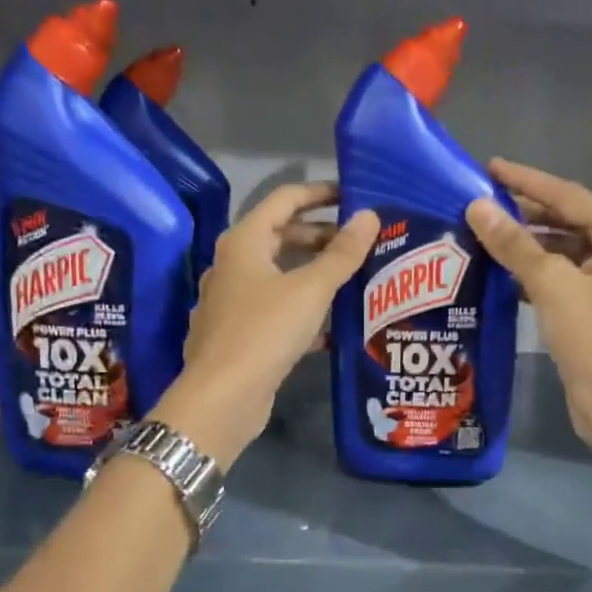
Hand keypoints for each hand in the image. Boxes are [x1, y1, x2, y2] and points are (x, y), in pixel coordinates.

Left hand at [153, 183, 378, 466]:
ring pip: (280, 274)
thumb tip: (369, 216)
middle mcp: (233, 264)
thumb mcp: (311, 289)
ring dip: (315, 273)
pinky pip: (276, 307)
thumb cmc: (265, 331)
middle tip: (362, 242)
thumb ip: (342, 253)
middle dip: (322, 236)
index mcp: (244, 242)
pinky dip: (303, 307)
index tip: (355, 196)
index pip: (285, 199)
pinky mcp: (239, 332)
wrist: (222, 398)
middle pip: (282, 236)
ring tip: (355, 278)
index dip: (320, 193)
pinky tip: (333, 324)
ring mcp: (233, 300)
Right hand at [466, 158, 591, 461]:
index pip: (568, 196)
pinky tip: (501, 270)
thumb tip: (478, 208)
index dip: (527, 181)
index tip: (490, 168)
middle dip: (525, 212)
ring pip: (562, 249)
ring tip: (484, 233)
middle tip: (481, 202)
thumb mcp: (551, 284)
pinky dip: (533, 270)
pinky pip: (561, 274)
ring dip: (526, 243)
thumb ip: (514, 244)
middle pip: (567, 220)